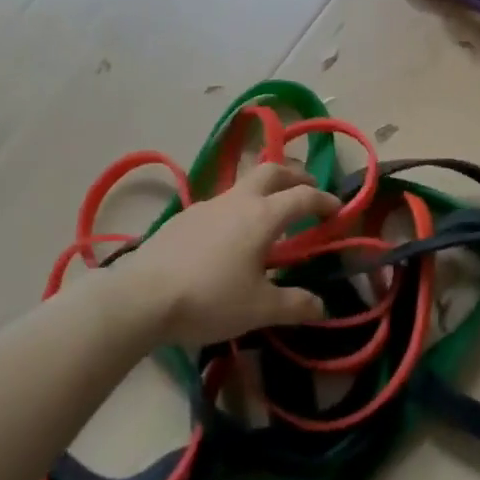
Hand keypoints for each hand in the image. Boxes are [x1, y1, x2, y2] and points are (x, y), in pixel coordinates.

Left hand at [121, 162, 338, 345]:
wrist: (142, 297)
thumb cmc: (210, 299)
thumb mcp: (259, 309)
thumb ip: (294, 305)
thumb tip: (322, 306)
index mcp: (263, 216)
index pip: (302, 196)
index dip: (324, 200)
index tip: (338, 209)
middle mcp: (237, 200)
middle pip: (271, 171)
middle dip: (294, 174)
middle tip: (306, 187)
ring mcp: (207, 205)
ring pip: (243, 184)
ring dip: (263, 189)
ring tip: (269, 213)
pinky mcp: (183, 217)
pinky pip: (221, 203)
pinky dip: (237, 208)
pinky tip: (230, 235)